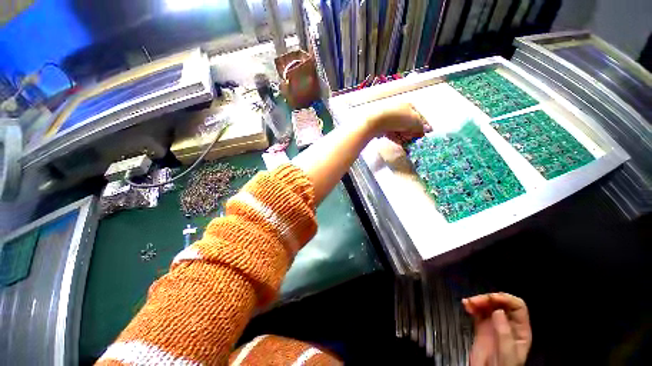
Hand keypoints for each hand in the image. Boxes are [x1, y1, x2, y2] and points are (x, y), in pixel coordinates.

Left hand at [365, 103, 431, 143]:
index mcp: (409, 106)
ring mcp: (391, 119)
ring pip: (401, 130)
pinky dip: (397, 139)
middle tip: (416, 140)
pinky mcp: (383, 127)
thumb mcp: (415, 121)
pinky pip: (393, 134)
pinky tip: (401, 144)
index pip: (420, 116)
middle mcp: (400, 111)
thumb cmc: (398, 118)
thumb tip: (426, 130)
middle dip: (413, 133)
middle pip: (410, 124)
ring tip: (408, 144)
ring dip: (405, 137)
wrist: (377, 122)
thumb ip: (421, 126)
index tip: (427, 134)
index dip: (424, 126)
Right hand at [463, 293, 531, 365]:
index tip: (491, 298)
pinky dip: (471, 306)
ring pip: (488, 305)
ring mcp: (494, 325)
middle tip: (475, 301)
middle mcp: (508, 324)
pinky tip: (465, 305)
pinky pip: (477, 312)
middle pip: (501, 303)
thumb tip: (498, 311)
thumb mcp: (507, 353)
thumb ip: (504, 332)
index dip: (505, 299)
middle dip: (487, 299)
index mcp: (520, 329)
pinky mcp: (481, 327)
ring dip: (477, 301)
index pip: (517, 306)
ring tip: (468, 303)